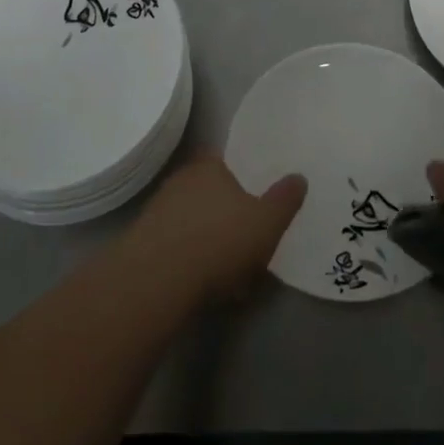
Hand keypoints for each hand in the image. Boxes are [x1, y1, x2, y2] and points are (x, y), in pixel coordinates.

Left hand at [131, 149, 306, 300]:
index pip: (228, 160)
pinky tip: (209, 284)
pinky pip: (179, 246)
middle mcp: (181, 180)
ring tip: (234, 269)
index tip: (258, 195)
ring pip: (195, 220)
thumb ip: (284, 199)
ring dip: (212, 239)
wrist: (157, 280)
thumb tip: (298, 177)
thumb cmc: (219, 240)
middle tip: (250, 235)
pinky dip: (194, 259)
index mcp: (209, 166)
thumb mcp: (267, 221)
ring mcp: (159, 211)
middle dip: (229, 211)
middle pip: (211, 191)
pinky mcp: (145, 242)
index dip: (244, 176)